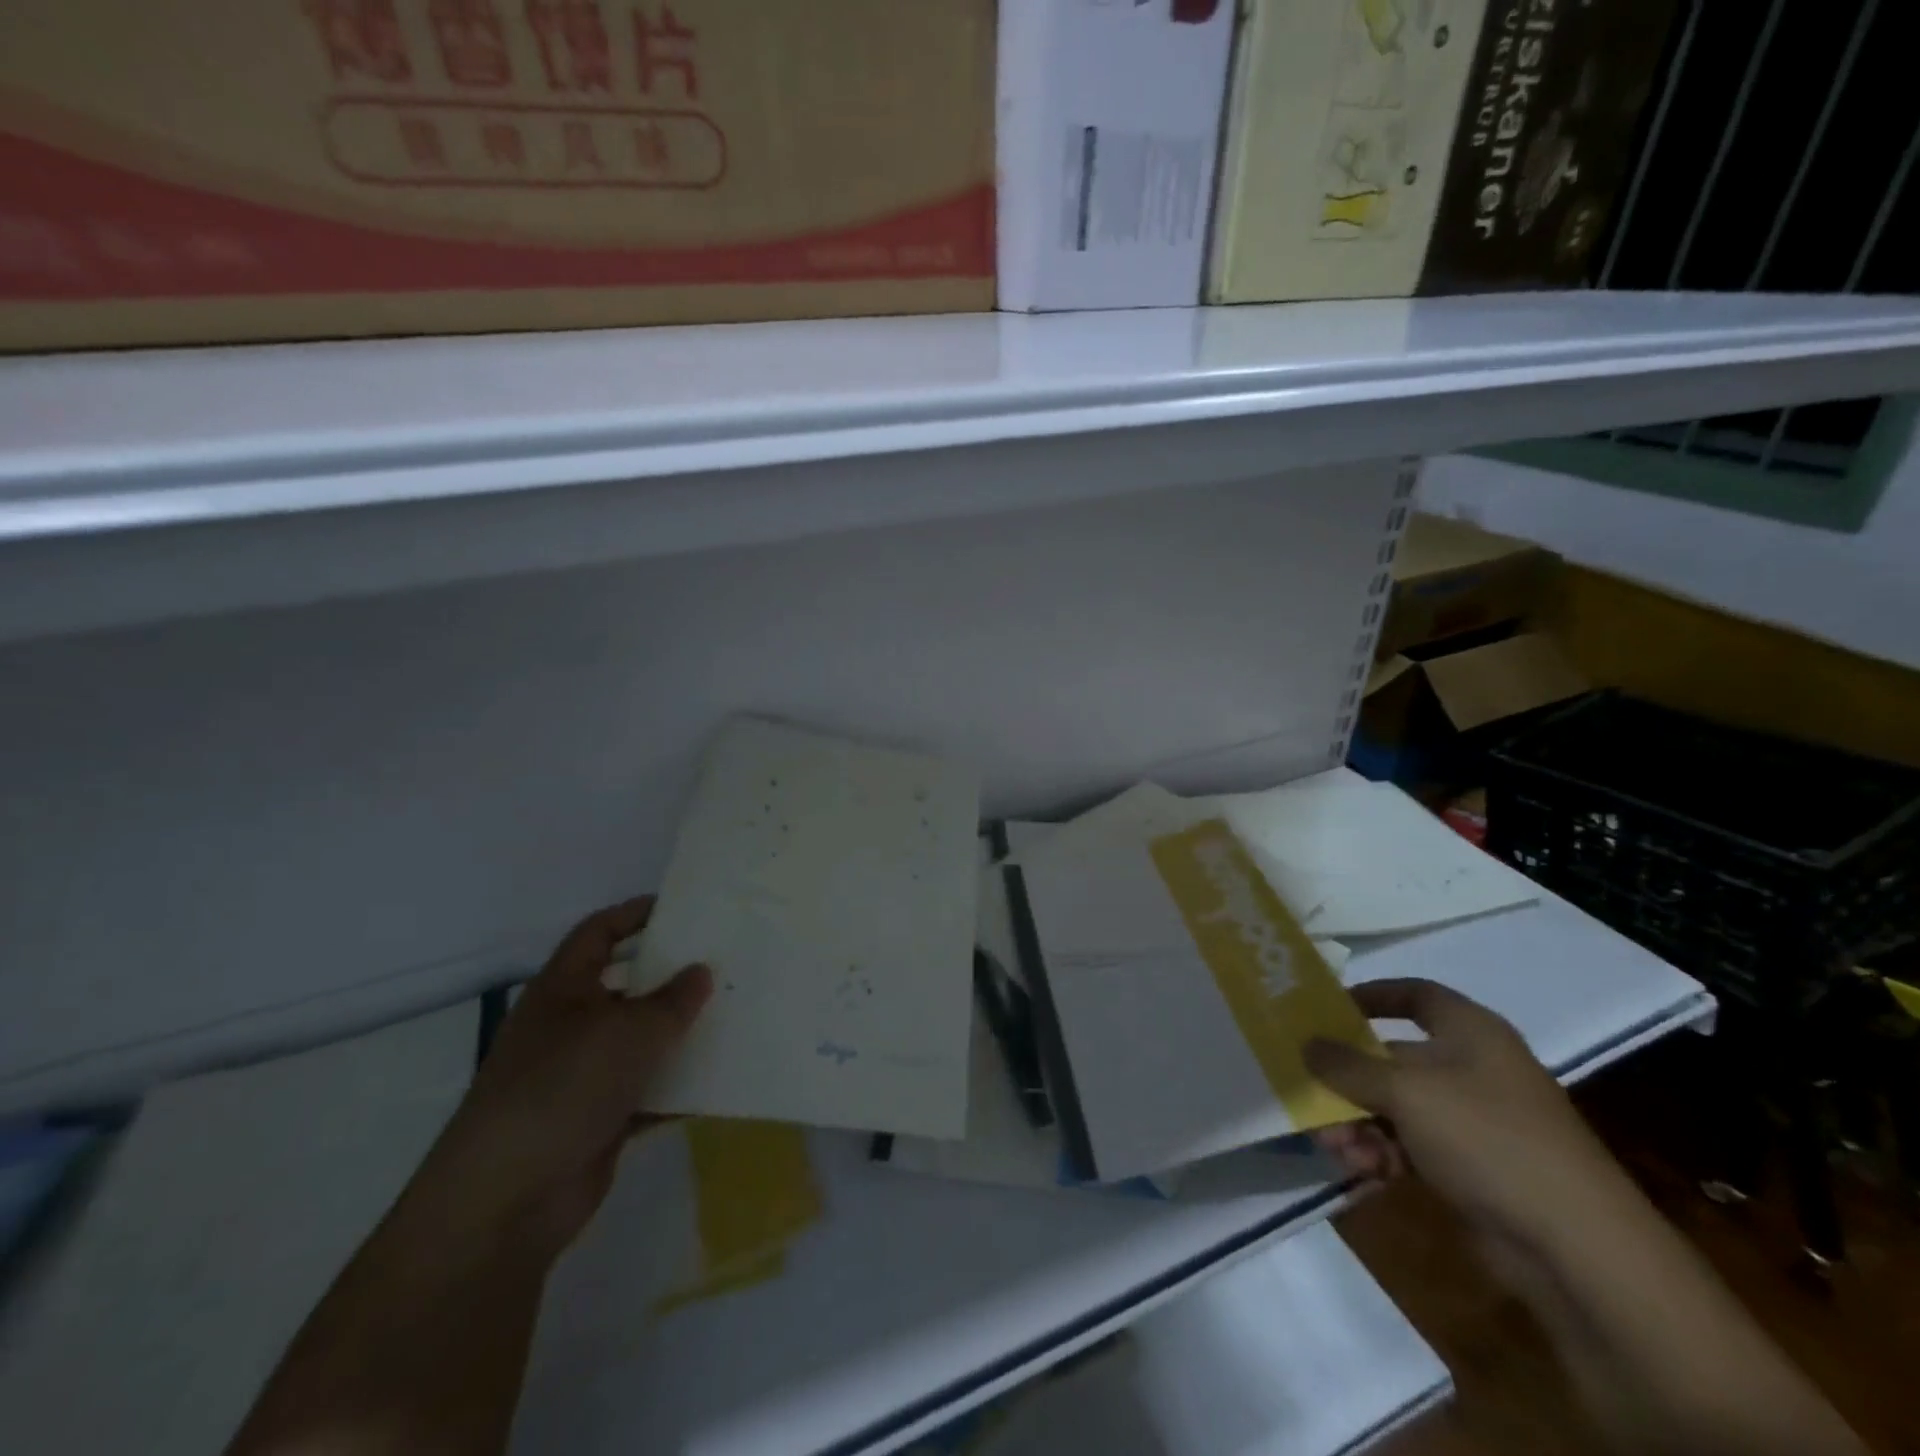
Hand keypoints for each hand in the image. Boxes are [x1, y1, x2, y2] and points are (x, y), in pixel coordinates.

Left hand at [413, 898, 711, 1258]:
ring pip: (643, 1040)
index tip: (686, 908)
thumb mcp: (628, 1031)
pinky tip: (723, 1079)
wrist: (506, 1201)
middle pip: (628, 985)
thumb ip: (673, 999)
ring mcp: (584, 1075)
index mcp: (564, 989)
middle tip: (727, 961)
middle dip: (674, 974)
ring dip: (682, 1032)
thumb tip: (701, 972)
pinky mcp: (600, 1119)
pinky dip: (680, 1085)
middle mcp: (571, 1025)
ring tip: (737, 1015)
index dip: (637, 914)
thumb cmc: (563, 1088)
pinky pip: (650, 1089)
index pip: (599, 932)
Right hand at [1307, 979, 1632, 1251]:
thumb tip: (1306, 1043)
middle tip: (1313, 1095)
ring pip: (1398, 1106)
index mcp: (1470, 1032)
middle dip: (1349, 1078)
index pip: (1415, 994)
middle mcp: (1473, 1068)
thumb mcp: (1406, 1092)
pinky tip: (1361, 1169)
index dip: (1371, 996)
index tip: (1327, 1010)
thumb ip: (1348, 1065)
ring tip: (1335, 1147)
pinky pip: (1413, 1144)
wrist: (1577, 1247)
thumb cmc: (1488, 1139)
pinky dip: (1383, 1152)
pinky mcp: (1474, 1167)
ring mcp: (1476, 1120)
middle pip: (1394, 1057)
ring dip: (1359, 1122)